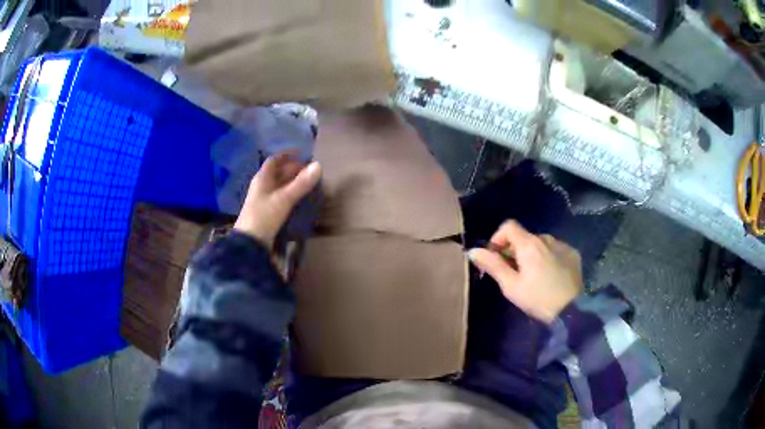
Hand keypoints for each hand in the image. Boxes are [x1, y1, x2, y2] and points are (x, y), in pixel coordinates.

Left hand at [234, 153, 321, 248]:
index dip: (287, 155)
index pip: (274, 160)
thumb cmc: (264, 216)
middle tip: (311, 170)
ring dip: (293, 183)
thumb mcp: (284, 198)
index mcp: (262, 178)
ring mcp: (264, 200)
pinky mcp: (267, 212)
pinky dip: (291, 195)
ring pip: (279, 186)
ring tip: (309, 184)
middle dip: (293, 170)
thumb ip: (301, 183)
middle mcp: (262, 186)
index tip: (301, 153)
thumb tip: (318, 165)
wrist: (250, 242)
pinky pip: (280, 198)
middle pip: (278, 173)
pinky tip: (300, 199)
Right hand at [468, 221, 582, 323]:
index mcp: (529, 244)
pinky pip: (555, 249)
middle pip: (524, 236)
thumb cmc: (538, 299)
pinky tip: (551, 276)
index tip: (497, 257)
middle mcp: (546, 238)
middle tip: (514, 274)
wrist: (572, 310)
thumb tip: (473, 250)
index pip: (509, 226)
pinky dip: (549, 258)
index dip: (498, 238)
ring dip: (533, 254)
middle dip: (515, 251)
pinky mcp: (573, 254)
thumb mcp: (511, 286)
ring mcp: (562, 245)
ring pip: (540, 243)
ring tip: (534, 277)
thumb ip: (493, 265)